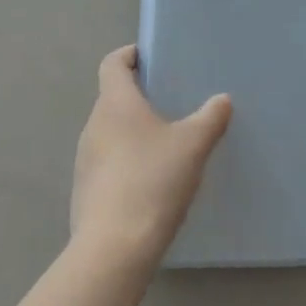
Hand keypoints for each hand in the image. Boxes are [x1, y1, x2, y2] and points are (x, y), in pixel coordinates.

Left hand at [70, 46, 231, 268]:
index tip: (151, 58)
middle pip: (112, 98)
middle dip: (138, 97)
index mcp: (115, 103)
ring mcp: (84, 161)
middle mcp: (93, 125)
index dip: (129, 55)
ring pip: (109, 132)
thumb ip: (210, 118)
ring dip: (132, 132)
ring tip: (164, 144)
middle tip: (170, 103)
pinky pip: (106, 163)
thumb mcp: (193, 146)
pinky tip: (150, 182)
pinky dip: (125, 162)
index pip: (112, 63)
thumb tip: (222, 101)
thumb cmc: (153, 181)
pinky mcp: (84, 192)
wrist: (113, 250)